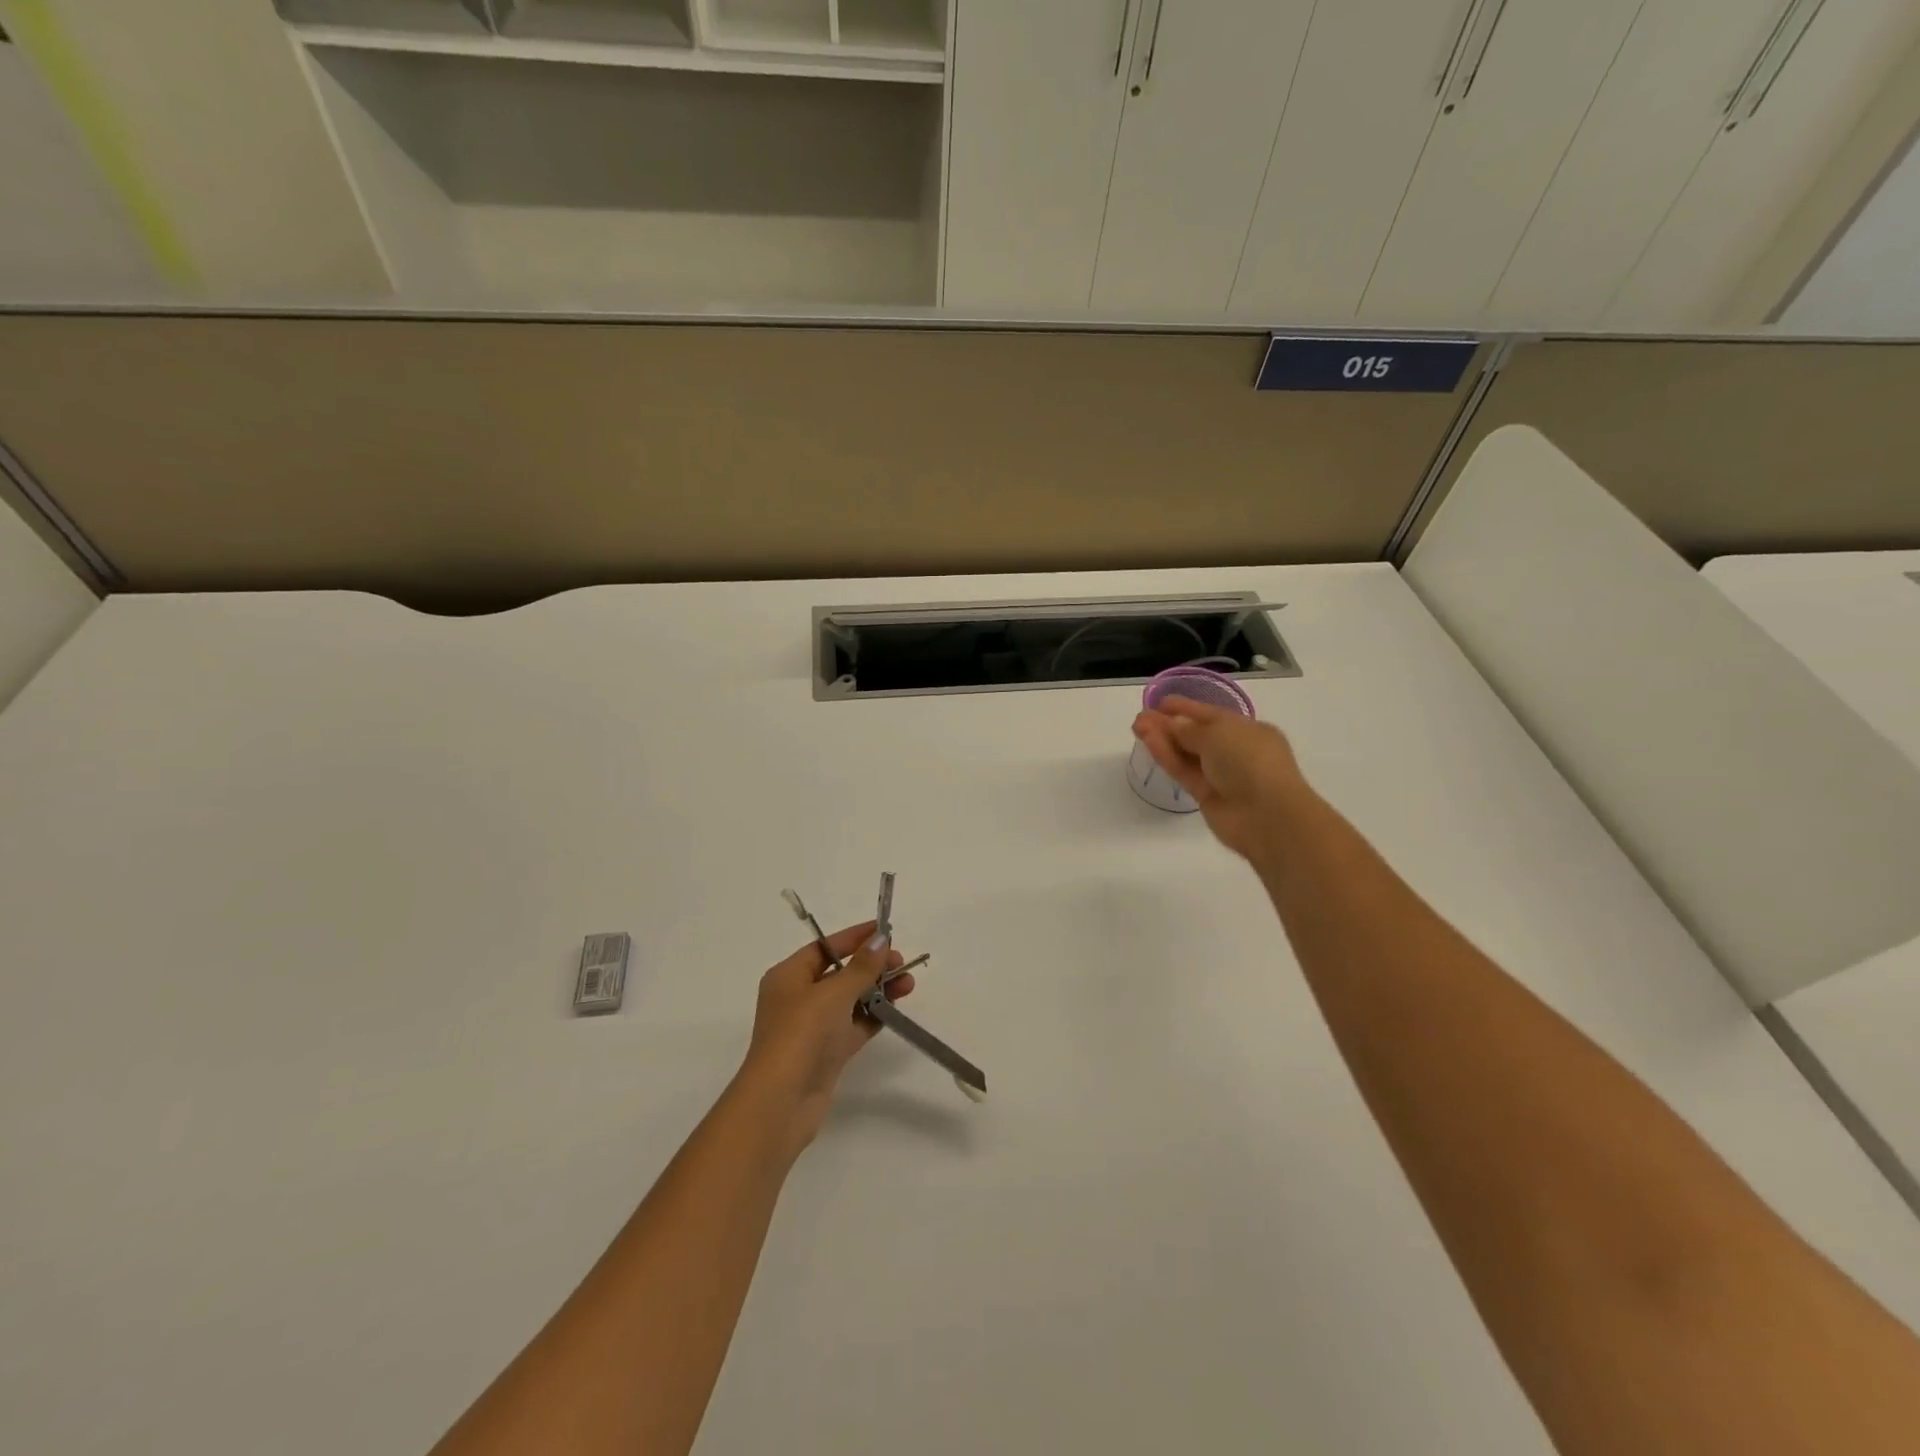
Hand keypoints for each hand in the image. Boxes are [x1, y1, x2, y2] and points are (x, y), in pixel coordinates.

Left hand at [736, 921, 913, 1152]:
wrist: (782, 1102)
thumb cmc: (802, 1034)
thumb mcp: (834, 993)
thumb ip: (862, 967)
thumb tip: (881, 939)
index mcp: (788, 977)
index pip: (824, 947)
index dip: (854, 938)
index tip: (885, 931)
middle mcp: (797, 998)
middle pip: (839, 973)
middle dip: (871, 966)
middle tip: (902, 963)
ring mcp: (812, 1028)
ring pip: (850, 1000)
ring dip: (877, 991)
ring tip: (908, 985)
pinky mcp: (826, 1052)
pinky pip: (853, 1026)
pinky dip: (873, 1017)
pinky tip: (896, 1010)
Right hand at [1132, 695, 1311, 861]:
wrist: (1266, 815)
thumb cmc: (1250, 761)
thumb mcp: (1218, 733)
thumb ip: (1189, 728)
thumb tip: (1172, 724)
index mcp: (1248, 730)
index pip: (1212, 715)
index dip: (1186, 707)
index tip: (1160, 703)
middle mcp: (1235, 750)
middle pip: (1196, 733)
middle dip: (1169, 723)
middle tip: (1141, 717)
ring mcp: (1220, 774)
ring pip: (1187, 753)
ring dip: (1163, 739)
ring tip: (1137, 727)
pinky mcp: (1206, 795)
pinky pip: (1184, 770)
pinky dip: (1167, 756)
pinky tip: (1149, 742)